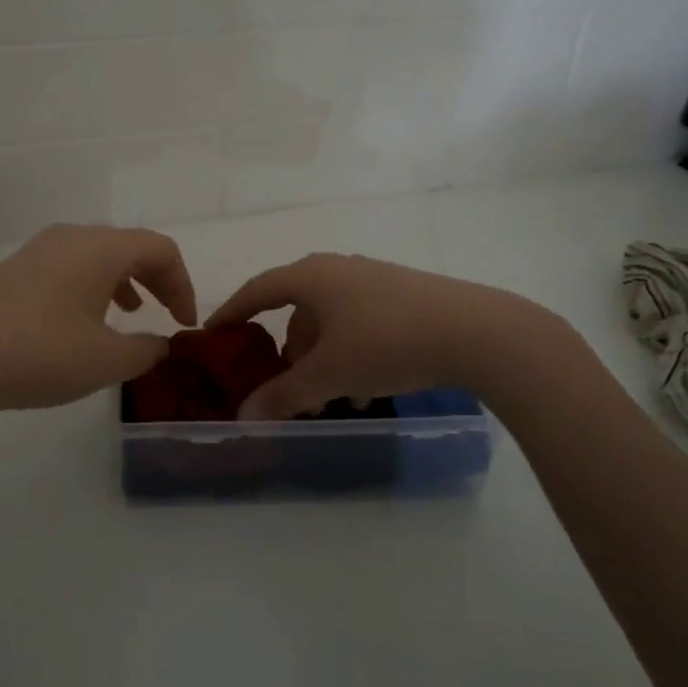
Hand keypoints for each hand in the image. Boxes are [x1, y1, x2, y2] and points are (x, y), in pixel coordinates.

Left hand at [0, 224, 196, 416]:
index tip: (185, 323)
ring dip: (122, 280)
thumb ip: (146, 350)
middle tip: (166, 314)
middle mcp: (72, 237)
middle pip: (129, 246)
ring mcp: (38, 250)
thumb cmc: (40, 353)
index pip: (161, 250)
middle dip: (156, 279)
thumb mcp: (106, 361)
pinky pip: (68, 266)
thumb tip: (159, 343)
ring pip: (96, 254)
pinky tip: (80, 320)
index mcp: (102, 248)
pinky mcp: (13, 269)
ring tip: (127, 313)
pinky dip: (90, 285)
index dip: (182, 284)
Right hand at [207, 254, 556, 419]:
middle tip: (284, 385)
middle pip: (297, 310)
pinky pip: (359, 324)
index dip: (232, 312)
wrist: (474, 331)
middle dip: (288, 352)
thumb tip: (243, 416)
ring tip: (331, 398)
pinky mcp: (402, 295)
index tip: (213, 334)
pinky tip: (367, 390)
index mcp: (310, 277)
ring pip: (331, 321)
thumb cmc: (386, 343)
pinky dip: (351, 354)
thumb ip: (283, 395)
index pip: (257, 290)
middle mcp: (338, 269)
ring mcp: (373, 280)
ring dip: (323, 359)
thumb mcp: (329, 375)